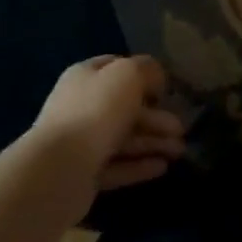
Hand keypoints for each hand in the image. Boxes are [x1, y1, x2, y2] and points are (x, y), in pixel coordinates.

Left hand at [29, 55, 185, 194]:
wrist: (60, 168)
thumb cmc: (96, 111)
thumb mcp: (128, 75)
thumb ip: (146, 69)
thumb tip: (155, 77)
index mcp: (85, 76)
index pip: (116, 67)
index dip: (142, 74)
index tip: (166, 88)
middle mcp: (81, 105)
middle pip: (124, 107)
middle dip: (156, 117)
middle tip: (182, 128)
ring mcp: (81, 142)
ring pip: (124, 138)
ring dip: (153, 141)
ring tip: (180, 151)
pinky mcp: (84, 174)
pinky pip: (117, 166)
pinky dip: (139, 165)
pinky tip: (163, 167)